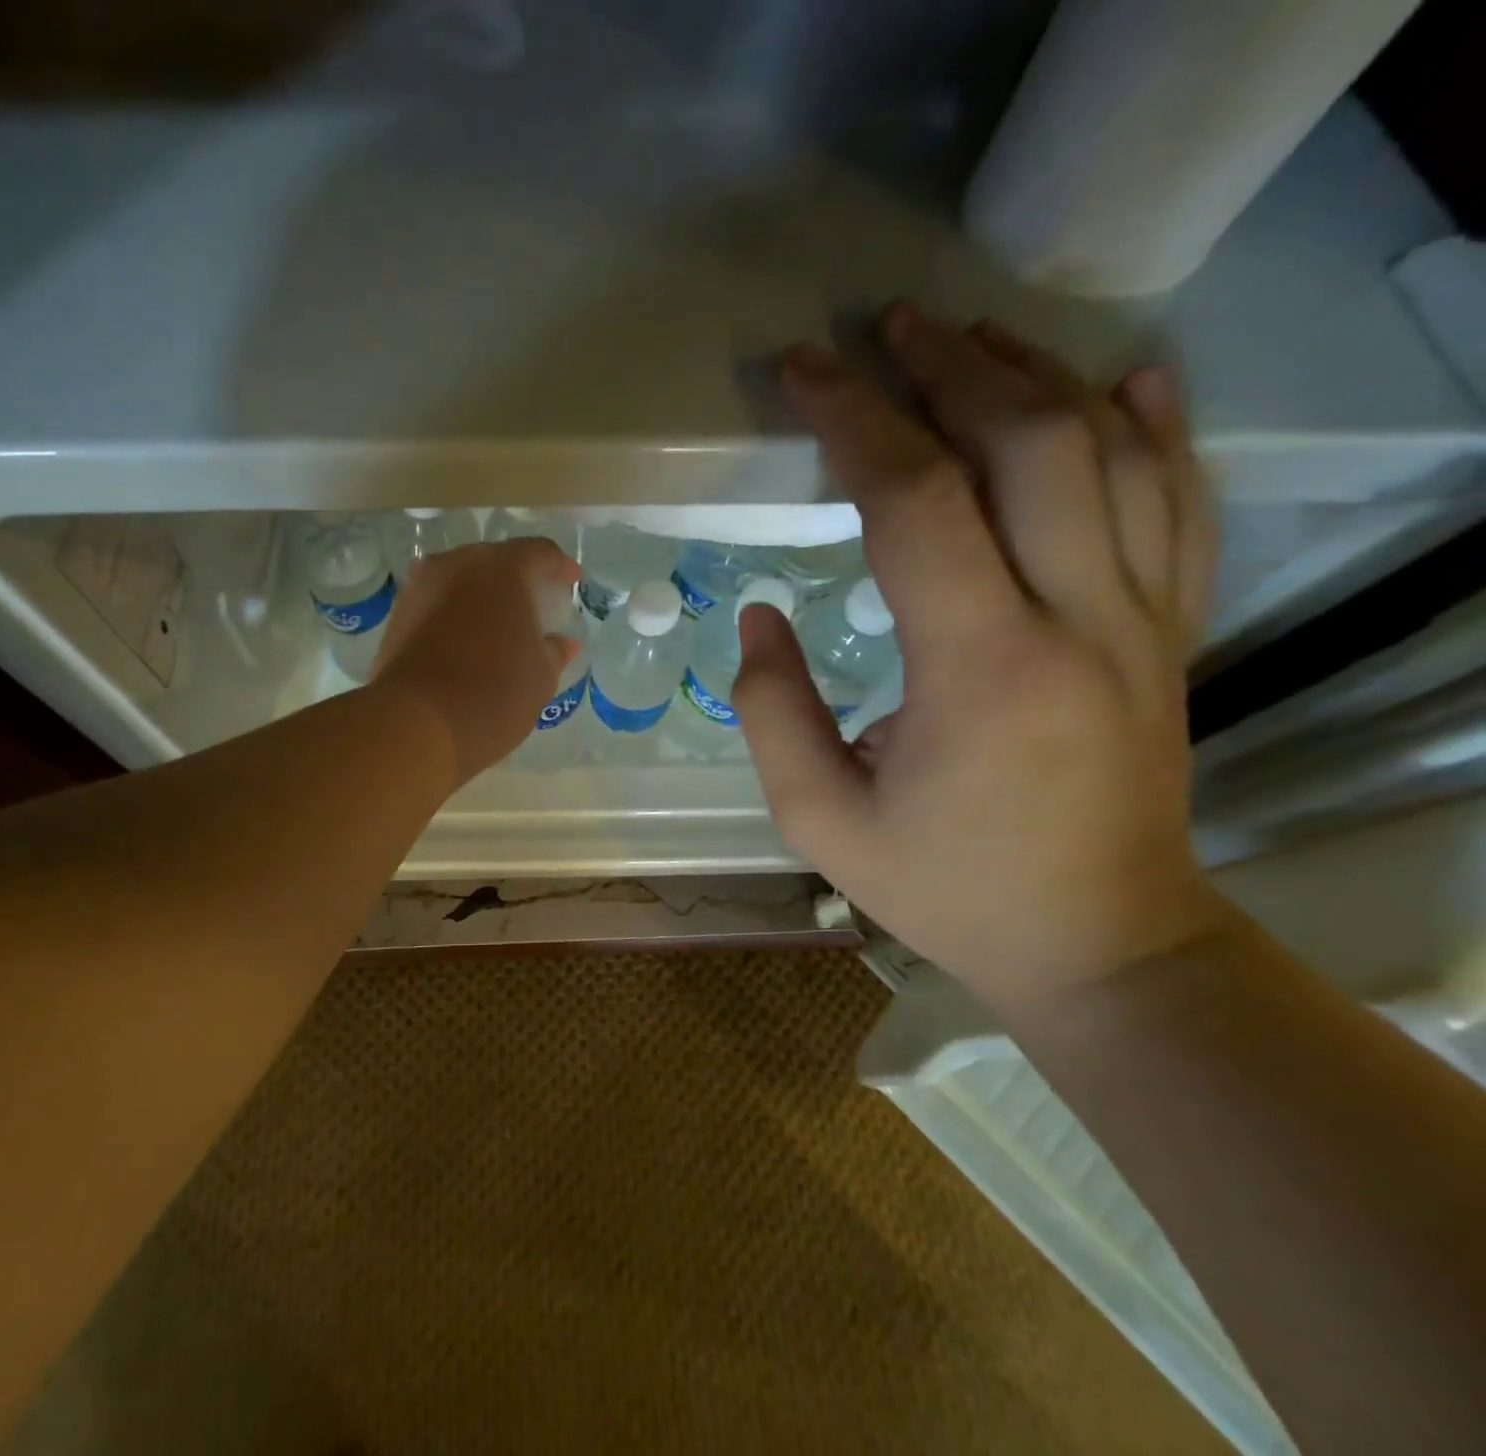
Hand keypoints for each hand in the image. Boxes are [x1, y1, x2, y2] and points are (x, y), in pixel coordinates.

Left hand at [370, 538, 581, 786]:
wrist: (417, 724)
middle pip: (495, 563)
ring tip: (498, 629)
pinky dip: (456, 617)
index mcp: (500, 568)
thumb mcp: (540, 677)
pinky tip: (467, 644)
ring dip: (481, 599)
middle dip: (517, 581)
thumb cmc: (494, 694)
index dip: (560, 567)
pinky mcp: (397, 617)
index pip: (539, 553)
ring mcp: (420, 588)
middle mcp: (456, 564)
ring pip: (460, 582)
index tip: (572, 583)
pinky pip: (437, 605)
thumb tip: (563, 643)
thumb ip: (554, 651)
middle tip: (534, 607)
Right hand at [734, 305, 1227, 1007]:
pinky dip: (1158, 429)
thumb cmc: (947, 886)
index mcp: (979, 668)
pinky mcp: (1171, 633)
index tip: (805, 373)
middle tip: (884, 328)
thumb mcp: (820, 819)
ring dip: (1035, 378)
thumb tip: (759, 614)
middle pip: (1027, 444)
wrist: (1100, 942)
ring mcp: (1143, 620)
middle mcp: (1079, 619)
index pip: (913, 502)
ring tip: (970, 338)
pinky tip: (1130, 379)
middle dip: (947, 368)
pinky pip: (1182, 505)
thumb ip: (771, 711)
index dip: (853, 421)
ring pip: (1111, 454)